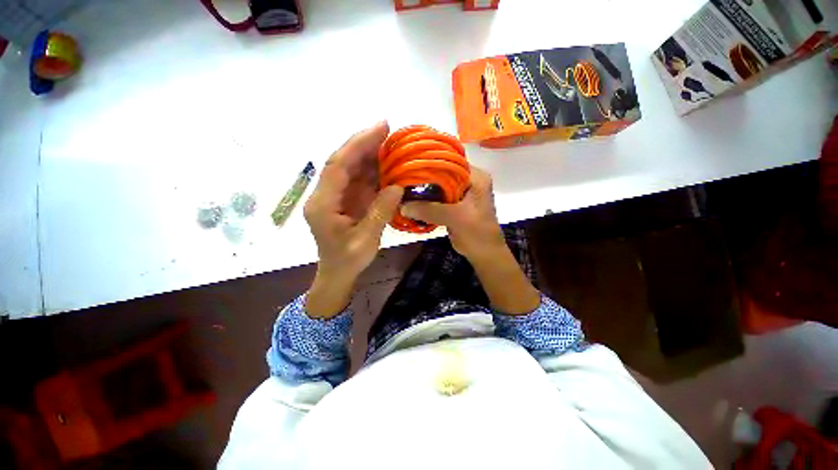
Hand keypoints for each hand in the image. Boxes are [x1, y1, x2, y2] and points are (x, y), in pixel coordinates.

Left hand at [303, 122, 403, 316]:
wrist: (337, 272)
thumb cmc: (348, 260)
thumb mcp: (366, 239)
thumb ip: (380, 211)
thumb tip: (397, 186)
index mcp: (323, 204)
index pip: (339, 165)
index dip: (358, 144)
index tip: (380, 128)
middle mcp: (325, 194)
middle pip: (342, 161)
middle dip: (364, 143)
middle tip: (388, 129)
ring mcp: (334, 196)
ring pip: (350, 168)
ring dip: (369, 154)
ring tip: (390, 143)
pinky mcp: (344, 199)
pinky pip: (357, 179)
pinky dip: (371, 170)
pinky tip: (385, 164)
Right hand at [402, 167, 539, 313]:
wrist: (484, 254)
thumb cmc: (477, 234)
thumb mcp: (455, 218)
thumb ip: (430, 210)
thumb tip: (401, 205)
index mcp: (475, 177)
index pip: (450, 160)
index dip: (429, 162)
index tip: (409, 165)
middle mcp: (468, 180)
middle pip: (442, 173)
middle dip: (423, 178)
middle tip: (402, 179)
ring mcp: (461, 192)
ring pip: (438, 186)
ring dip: (423, 191)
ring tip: (403, 190)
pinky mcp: (454, 204)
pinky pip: (437, 198)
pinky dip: (426, 201)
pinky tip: (411, 202)